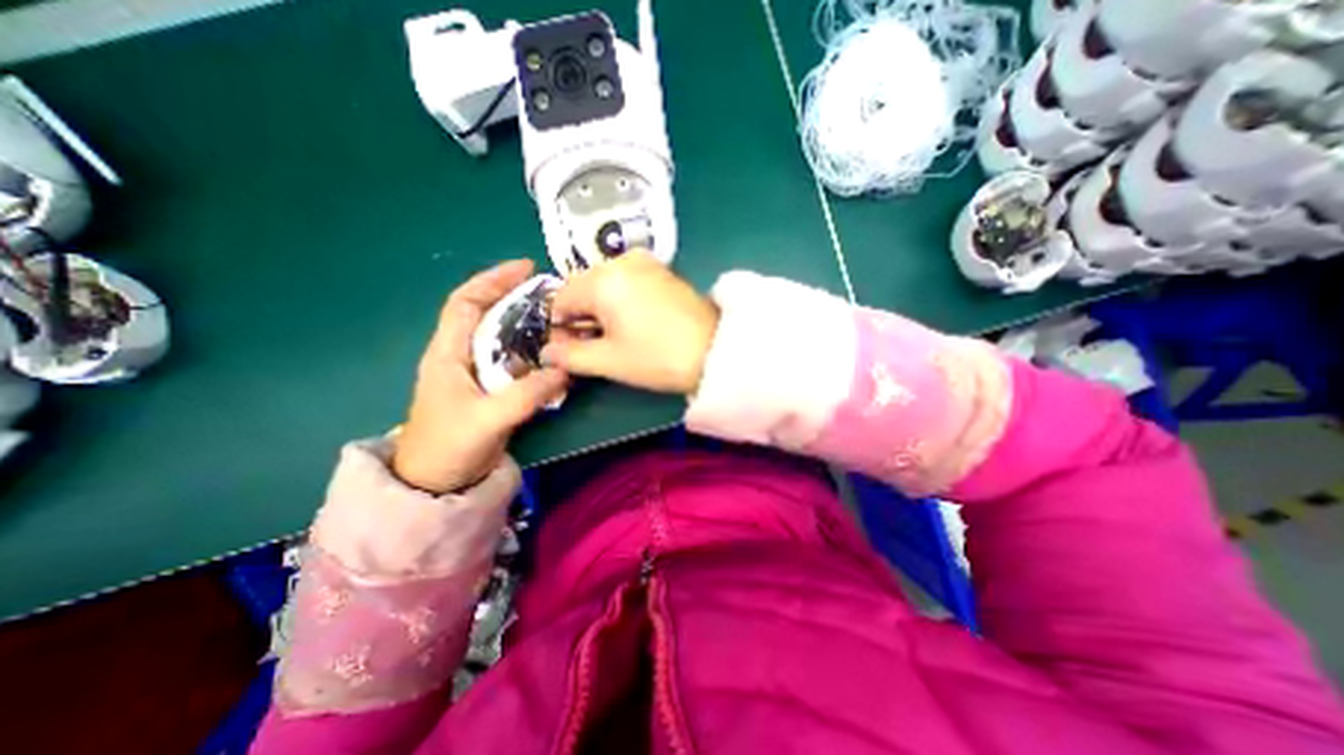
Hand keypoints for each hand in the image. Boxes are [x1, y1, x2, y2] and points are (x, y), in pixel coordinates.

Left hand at [396, 260, 569, 494]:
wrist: (436, 484)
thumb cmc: (449, 447)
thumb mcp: (489, 419)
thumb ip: (528, 394)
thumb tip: (566, 369)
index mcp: (448, 352)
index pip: (466, 302)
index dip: (493, 279)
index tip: (525, 268)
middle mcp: (461, 355)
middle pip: (490, 314)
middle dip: (519, 299)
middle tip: (554, 295)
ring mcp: (478, 373)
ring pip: (505, 338)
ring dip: (530, 326)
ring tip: (559, 320)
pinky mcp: (492, 389)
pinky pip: (515, 361)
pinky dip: (535, 352)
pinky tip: (554, 354)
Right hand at [538, 253, 717, 395]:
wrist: (716, 351)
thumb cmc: (658, 358)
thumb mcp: (609, 361)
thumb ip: (569, 355)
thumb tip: (546, 352)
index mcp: (602, 280)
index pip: (559, 299)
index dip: (559, 327)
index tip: (570, 350)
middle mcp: (620, 262)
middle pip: (581, 288)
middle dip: (580, 317)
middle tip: (594, 346)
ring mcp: (644, 262)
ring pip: (604, 284)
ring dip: (600, 309)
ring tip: (616, 337)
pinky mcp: (662, 270)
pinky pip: (626, 281)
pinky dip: (620, 300)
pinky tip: (635, 322)